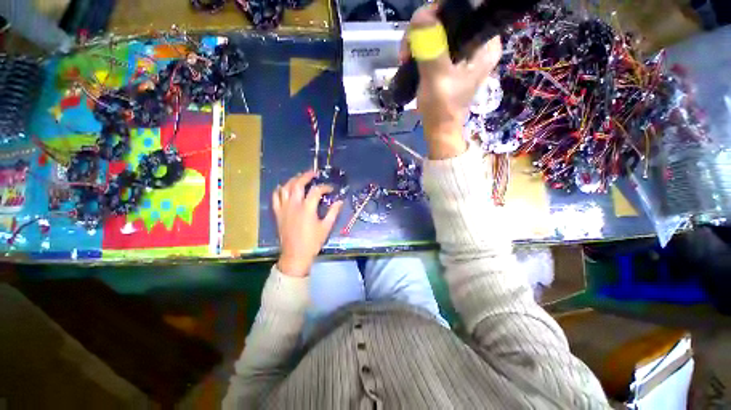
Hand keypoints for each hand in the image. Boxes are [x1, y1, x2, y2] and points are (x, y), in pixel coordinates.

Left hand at [272, 171, 343, 276]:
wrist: (295, 254)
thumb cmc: (312, 242)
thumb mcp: (326, 227)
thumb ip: (333, 212)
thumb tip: (340, 201)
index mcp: (307, 208)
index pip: (316, 191)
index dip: (325, 187)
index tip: (331, 188)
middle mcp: (294, 205)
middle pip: (298, 184)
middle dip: (306, 176)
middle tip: (313, 173)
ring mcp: (284, 208)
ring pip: (285, 188)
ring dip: (293, 180)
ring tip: (300, 177)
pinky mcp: (278, 213)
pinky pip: (275, 197)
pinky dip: (279, 190)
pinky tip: (284, 187)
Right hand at [402, 5, 501, 158]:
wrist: (439, 130)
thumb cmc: (442, 108)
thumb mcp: (437, 77)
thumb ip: (431, 46)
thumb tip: (420, 16)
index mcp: (485, 43)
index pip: (465, 9)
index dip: (438, 12)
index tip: (418, 29)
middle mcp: (478, 42)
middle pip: (449, 17)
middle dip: (424, 28)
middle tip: (407, 49)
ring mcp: (464, 51)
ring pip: (439, 29)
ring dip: (418, 39)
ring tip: (405, 58)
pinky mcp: (451, 60)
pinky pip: (434, 42)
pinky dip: (420, 47)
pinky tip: (410, 58)